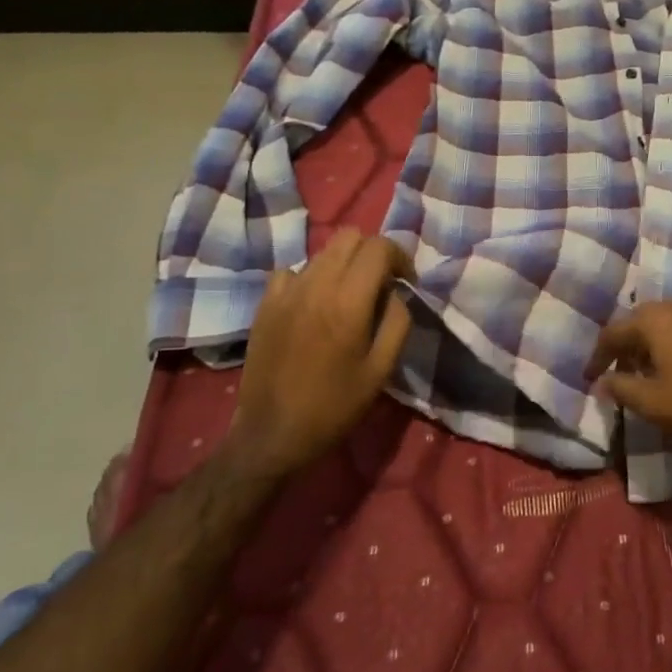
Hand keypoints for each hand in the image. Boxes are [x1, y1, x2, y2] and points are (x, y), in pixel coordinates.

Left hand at [229, 229, 414, 481]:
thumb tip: (396, 293)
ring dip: (344, 264)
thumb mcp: (381, 370)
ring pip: (322, 252)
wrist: (271, 434)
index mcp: (348, 301)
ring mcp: (285, 291)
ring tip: (349, 296)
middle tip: (381, 283)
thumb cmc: (334, 406)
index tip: (406, 281)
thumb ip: (397, 322)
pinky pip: (293, 271)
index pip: (379, 247)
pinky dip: (311, 278)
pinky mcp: (265, 303)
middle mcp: (315, 285)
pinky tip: (314, 304)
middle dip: (372, 252)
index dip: (399, 256)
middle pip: (349, 237)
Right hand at [584, 301, 671, 458]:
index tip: (591, 378)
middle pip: (642, 320)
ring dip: (659, 336)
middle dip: (628, 344)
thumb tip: (603, 380)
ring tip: (655, 361)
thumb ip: (620, 388)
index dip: (598, 356)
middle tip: (621, 371)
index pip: (613, 333)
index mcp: (653, 321)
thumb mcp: (651, 403)